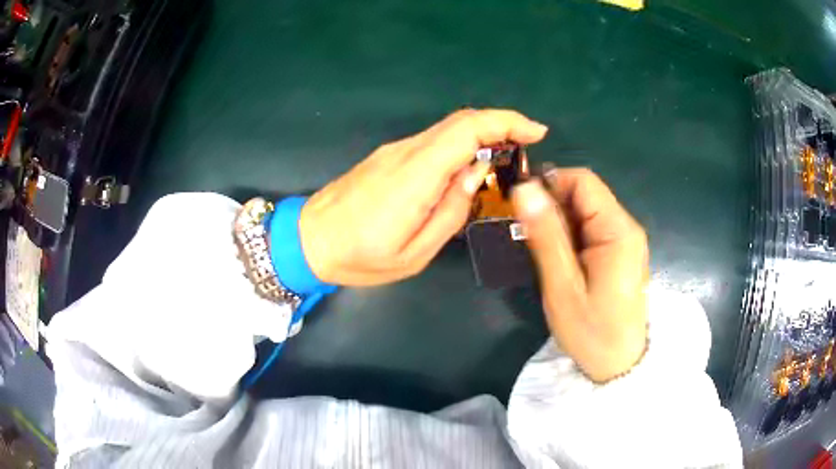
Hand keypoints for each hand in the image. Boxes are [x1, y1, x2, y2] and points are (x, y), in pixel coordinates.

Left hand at [300, 109, 547, 285]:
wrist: (307, 241)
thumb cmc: (359, 257)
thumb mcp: (413, 253)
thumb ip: (450, 212)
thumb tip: (475, 174)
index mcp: (414, 176)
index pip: (466, 130)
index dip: (506, 123)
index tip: (536, 132)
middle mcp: (405, 153)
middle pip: (460, 122)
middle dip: (501, 125)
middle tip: (527, 148)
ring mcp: (394, 151)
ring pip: (447, 129)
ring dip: (482, 135)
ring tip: (505, 160)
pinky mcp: (388, 157)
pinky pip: (433, 142)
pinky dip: (460, 145)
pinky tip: (469, 168)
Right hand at [512, 168, 648, 382]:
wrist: (618, 366)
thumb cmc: (591, 332)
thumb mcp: (562, 286)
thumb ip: (545, 235)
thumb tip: (524, 188)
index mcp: (617, 230)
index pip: (583, 181)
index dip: (549, 183)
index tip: (521, 206)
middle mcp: (626, 227)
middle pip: (585, 194)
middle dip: (552, 206)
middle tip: (526, 236)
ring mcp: (625, 240)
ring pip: (585, 211)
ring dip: (558, 223)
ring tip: (540, 253)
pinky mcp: (620, 253)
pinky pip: (590, 229)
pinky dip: (569, 236)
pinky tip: (558, 261)